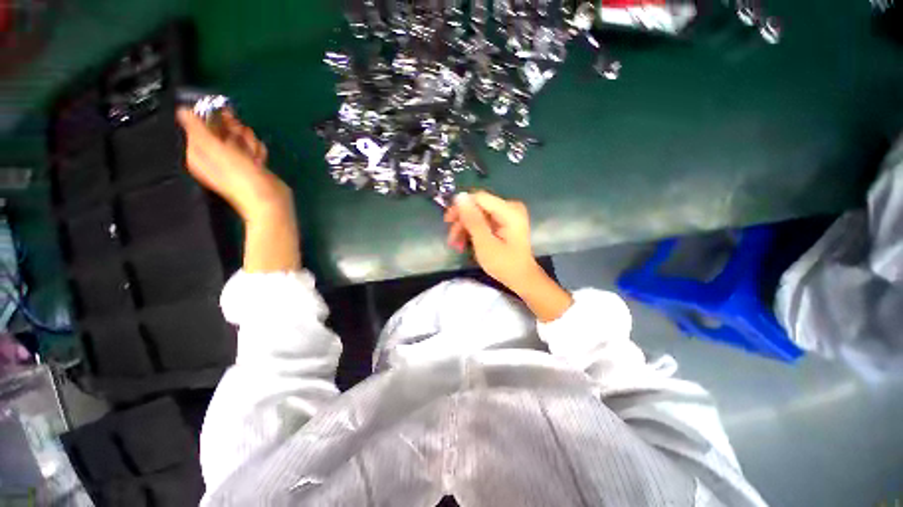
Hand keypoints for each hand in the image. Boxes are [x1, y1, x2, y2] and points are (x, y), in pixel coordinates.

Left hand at [176, 108, 289, 221]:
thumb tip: (182, 110)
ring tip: (253, 154)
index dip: (212, 117)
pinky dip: (257, 150)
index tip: (225, 115)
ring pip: (239, 138)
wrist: (268, 200)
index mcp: (199, 152)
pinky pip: (251, 149)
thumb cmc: (240, 177)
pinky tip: (259, 159)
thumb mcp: (214, 150)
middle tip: (242, 136)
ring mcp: (234, 161)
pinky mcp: (251, 165)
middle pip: (221, 130)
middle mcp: (214, 156)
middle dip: (234, 130)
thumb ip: (197, 128)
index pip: (200, 124)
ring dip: (249, 141)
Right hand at [445, 191, 572, 321]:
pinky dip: (473, 232)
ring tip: (456, 245)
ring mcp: (508, 215)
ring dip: (465, 229)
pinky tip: (465, 243)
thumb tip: (459, 196)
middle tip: (451, 239)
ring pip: (478, 215)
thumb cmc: (504, 264)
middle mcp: (510, 208)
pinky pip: (484, 222)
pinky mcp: (505, 223)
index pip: (479, 198)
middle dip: (462, 222)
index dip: (461, 207)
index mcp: (509, 210)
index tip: (448, 222)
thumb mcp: (485, 243)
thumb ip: (472, 219)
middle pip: (478, 207)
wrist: (521, 279)